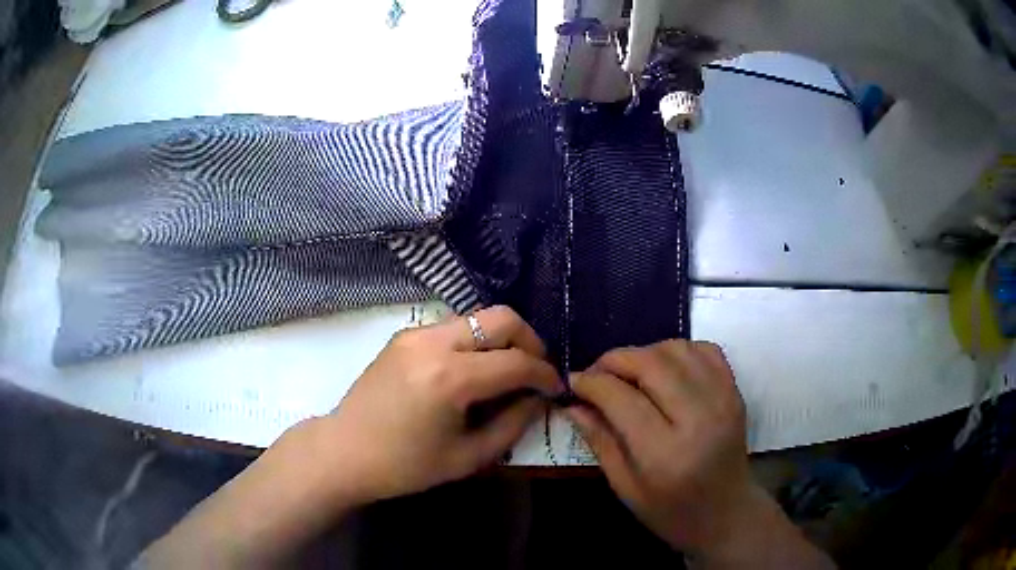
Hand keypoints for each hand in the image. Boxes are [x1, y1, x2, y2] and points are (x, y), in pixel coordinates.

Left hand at [320, 305, 562, 502]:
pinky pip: (453, 327)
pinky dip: (474, 342)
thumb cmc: (405, 465)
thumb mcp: (467, 457)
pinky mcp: (404, 335)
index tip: (556, 388)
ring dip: (501, 340)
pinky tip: (470, 371)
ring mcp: (416, 333)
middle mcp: (434, 342)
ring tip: (504, 372)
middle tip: (533, 372)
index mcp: (451, 378)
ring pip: (477, 317)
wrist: (344, 451)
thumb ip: (512, 424)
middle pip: (502, 317)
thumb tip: (538, 399)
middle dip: (529, 342)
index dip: (545, 374)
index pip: (517, 361)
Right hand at [566, 341, 832, 567]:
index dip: (590, 382)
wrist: (727, 513)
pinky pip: (705, 350)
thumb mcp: (625, 488)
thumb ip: (599, 441)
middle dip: (614, 360)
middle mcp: (698, 418)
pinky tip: (664, 369)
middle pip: (650, 363)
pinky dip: (678, 350)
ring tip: (628, 373)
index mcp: (665, 453)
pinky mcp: (735, 392)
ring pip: (676, 349)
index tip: (573, 382)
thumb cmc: (671, 512)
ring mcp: (723, 400)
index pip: (620, 398)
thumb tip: (573, 403)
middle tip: (596, 373)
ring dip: (644, 352)